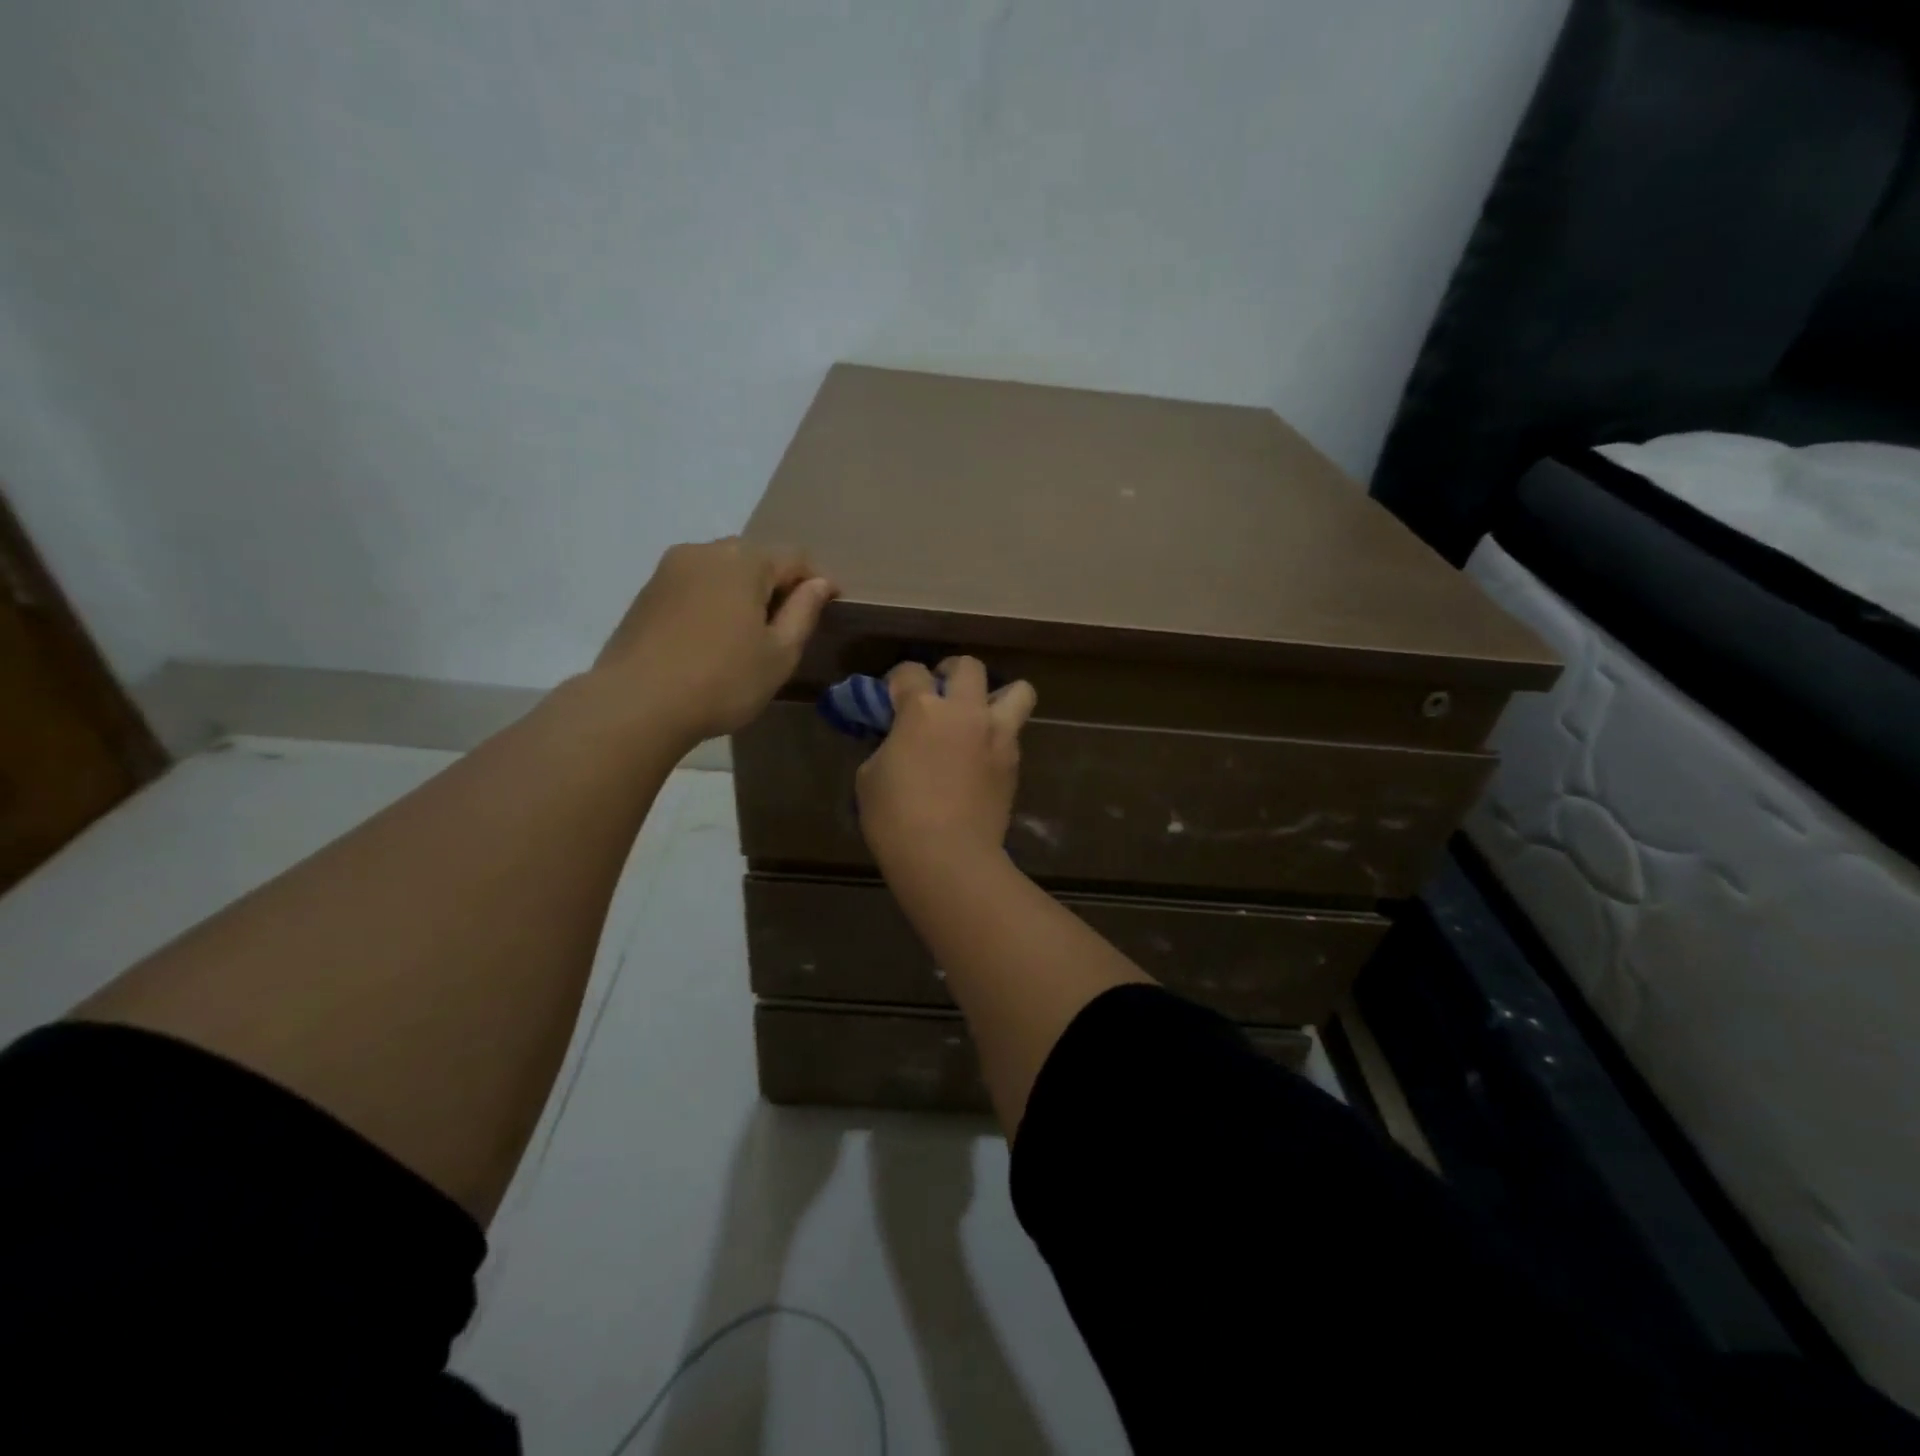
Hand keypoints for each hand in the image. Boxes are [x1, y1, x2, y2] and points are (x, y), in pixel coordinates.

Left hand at [593, 537, 836, 743]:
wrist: (637, 704)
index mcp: (744, 561)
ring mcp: (670, 569)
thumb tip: (819, 583)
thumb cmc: (723, 680)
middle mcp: (705, 552)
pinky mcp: (646, 592)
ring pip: (721, 570)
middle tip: (786, 625)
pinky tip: (711, 639)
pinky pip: (694, 586)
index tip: (829, 608)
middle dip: (776, 584)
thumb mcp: (779, 654)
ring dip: (741, 592)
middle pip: (755, 558)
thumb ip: (804, 612)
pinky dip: (712, 602)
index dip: (816, 581)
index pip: (795, 557)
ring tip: (747, 634)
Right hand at [856, 656, 1037, 870]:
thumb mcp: (870, 775)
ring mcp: (997, 735)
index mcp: (923, 709)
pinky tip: (980, 757)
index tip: (891, 697)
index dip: (897, 680)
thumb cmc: (896, 817)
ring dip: (997, 696)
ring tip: (978, 716)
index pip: (910, 671)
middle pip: (968, 666)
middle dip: (951, 672)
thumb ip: (888, 744)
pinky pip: (1012, 733)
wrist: (948, 857)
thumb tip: (899, 740)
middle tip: (940, 693)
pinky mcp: (1014, 763)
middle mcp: (966, 711)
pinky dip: (998, 735)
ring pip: (1018, 691)